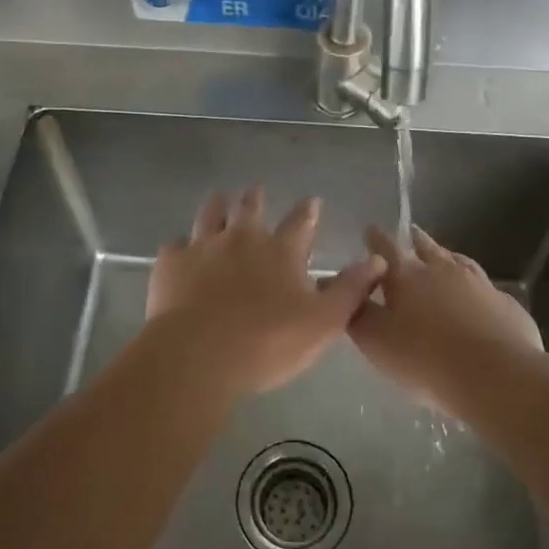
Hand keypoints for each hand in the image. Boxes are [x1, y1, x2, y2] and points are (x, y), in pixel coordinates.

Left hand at [143, 187, 385, 399]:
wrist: (197, 356)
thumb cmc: (267, 343)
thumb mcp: (323, 322)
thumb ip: (350, 289)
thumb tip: (377, 260)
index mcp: (281, 250)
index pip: (300, 221)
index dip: (308, 210)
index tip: (312, 200)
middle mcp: (242, 237)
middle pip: (250, 206)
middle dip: (256, 198)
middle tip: (257, 192)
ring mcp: (202, 246)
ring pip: (210, 213)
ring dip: (218, 206)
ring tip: (220, 201)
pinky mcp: (171, 262)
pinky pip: (176, 245)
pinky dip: (182, 246)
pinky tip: (181, 253)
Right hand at [348, 225, 542, 405]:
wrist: (496, 375)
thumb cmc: (425, 358)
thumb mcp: (376, 341)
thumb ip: (358, 314)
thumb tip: (348, 292)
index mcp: (407, 275)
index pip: (386, 247)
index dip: (375, 238)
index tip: (370, 230)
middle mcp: (443, 269)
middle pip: (426, 247)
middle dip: (415, 240)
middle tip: (409, 235)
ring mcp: (479, 284)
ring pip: (459, 262)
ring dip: (447, 258)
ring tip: (443, 257)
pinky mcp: (505, 303)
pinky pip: (485, 288)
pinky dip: (474, 287)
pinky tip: (476, 297)